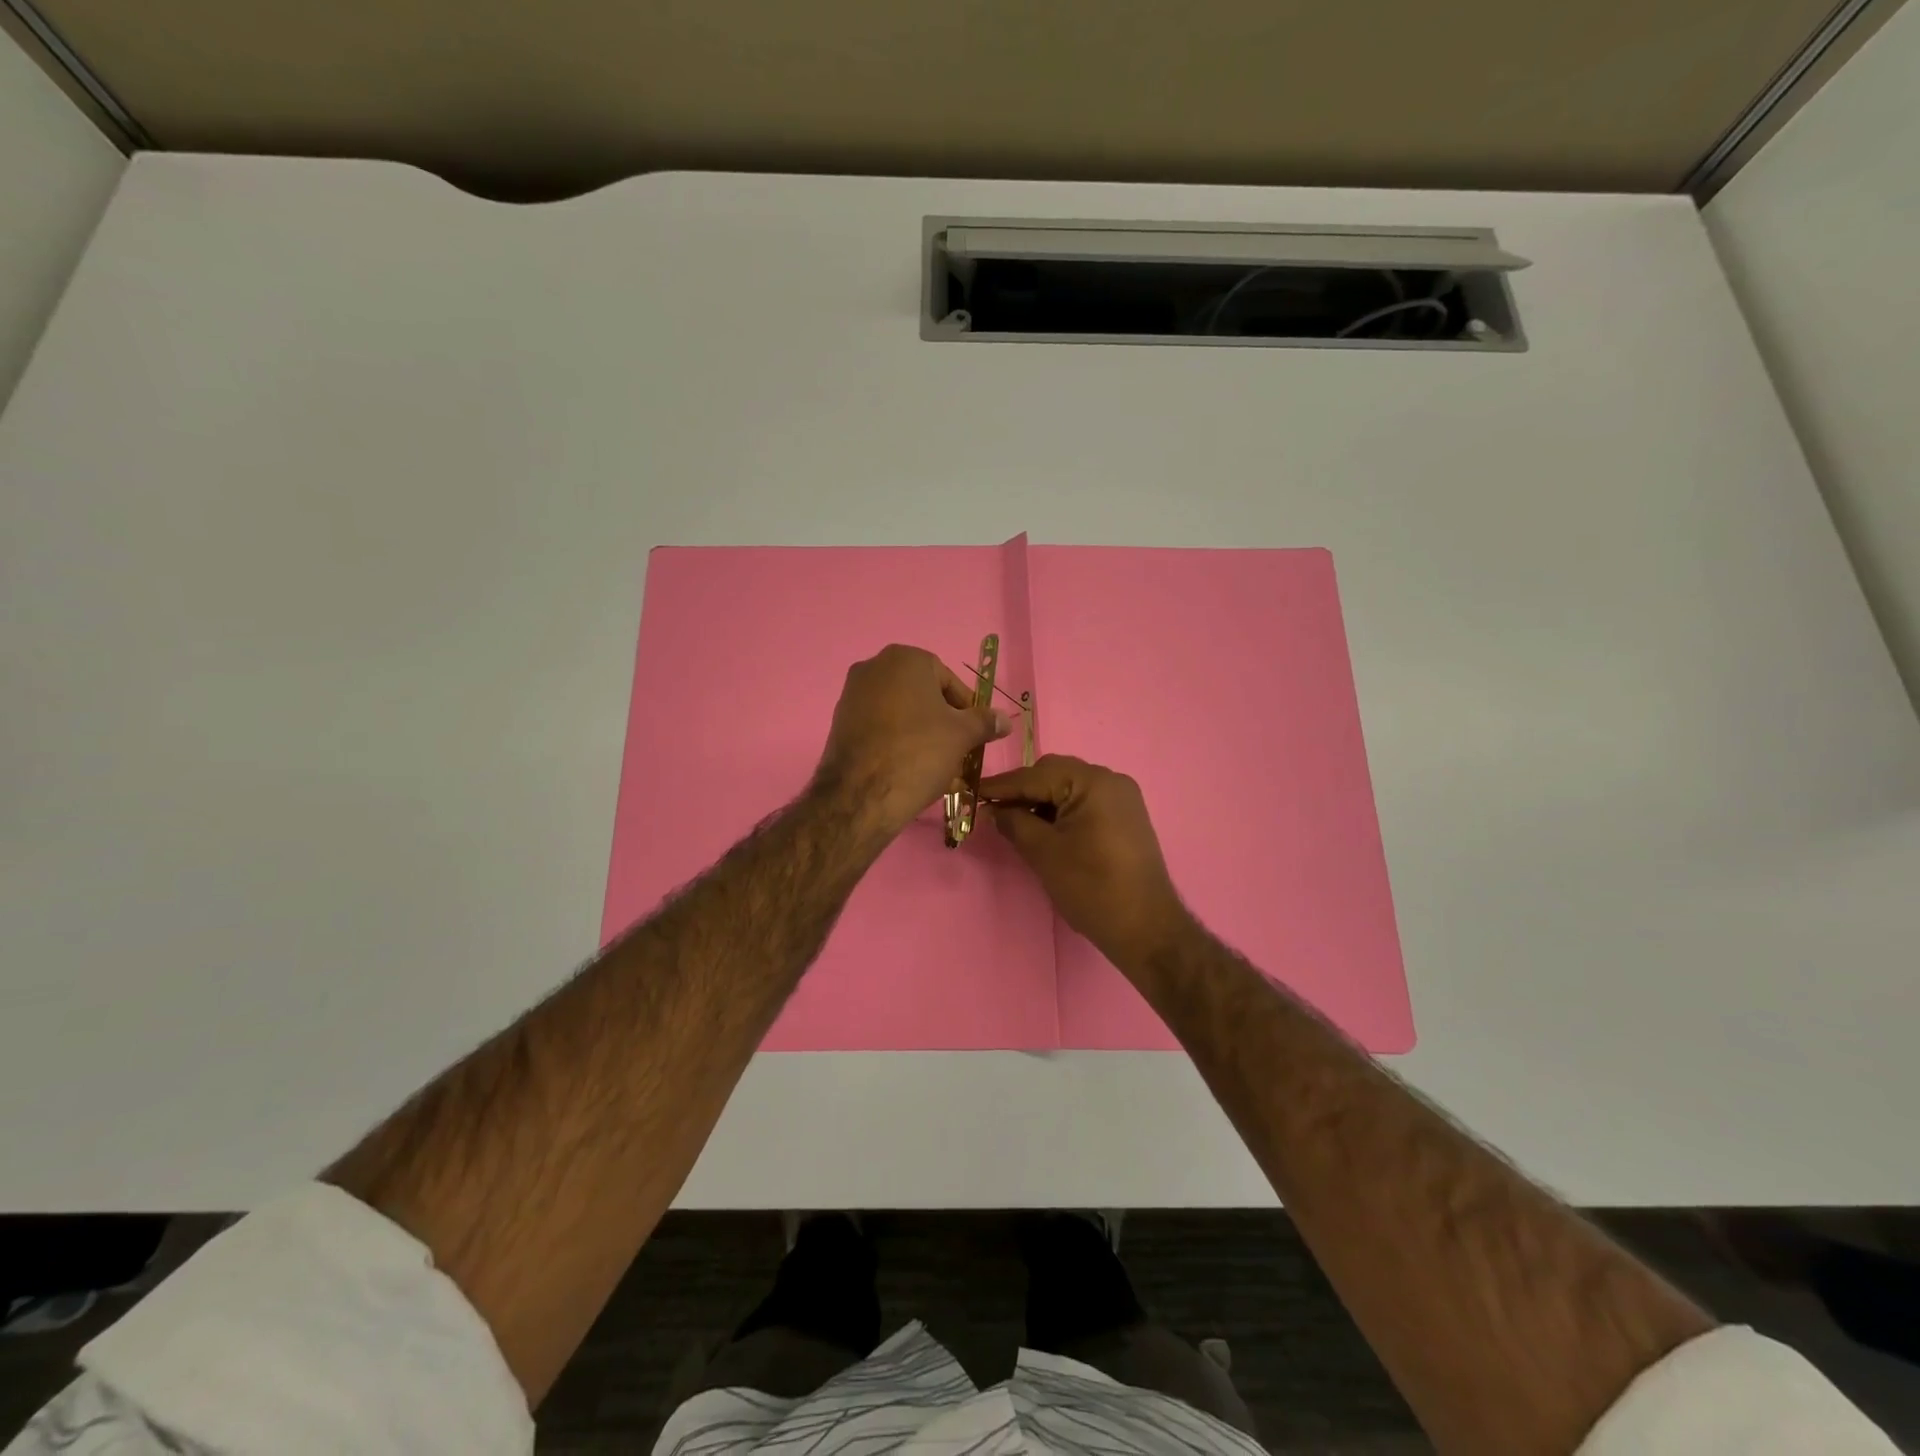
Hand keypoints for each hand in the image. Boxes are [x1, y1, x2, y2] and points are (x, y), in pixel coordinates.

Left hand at [816, 645, 1008, 835]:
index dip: (966, 709)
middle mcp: (873, 667)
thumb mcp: (962, 735)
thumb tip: (1004, 720)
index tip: (974, 735)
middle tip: (958, 751)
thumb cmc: (919, 752)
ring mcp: (852, 695)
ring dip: (922, 735)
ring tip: (938, 767)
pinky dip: (897, 743)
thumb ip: (985, 722)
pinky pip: (880, 728)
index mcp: (905, 658)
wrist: (861, 795)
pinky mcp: (840, 723)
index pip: (948, 680)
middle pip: (922, 695)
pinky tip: (910, 771)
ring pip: (901, 713)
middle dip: (943, 723)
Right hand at [979, 754, 1191, 969]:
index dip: (1001, 786)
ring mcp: (1122, 798)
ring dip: (1041, 801)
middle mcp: (1111, 780)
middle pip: (1054, 774)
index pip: (1036, 775)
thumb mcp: (1044, 853)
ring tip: (1015, 822)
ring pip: (1069, 787)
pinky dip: (1061, 810)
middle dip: (1022, 790)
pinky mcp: (1126, 817)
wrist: (1146, 927)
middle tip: (993, 811)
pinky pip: (1085, 802)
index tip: (972, 792)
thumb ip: (1014, 823)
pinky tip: (1043, 828)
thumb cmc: (1092, 887)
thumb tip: (993, 810)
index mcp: (1093, 782)